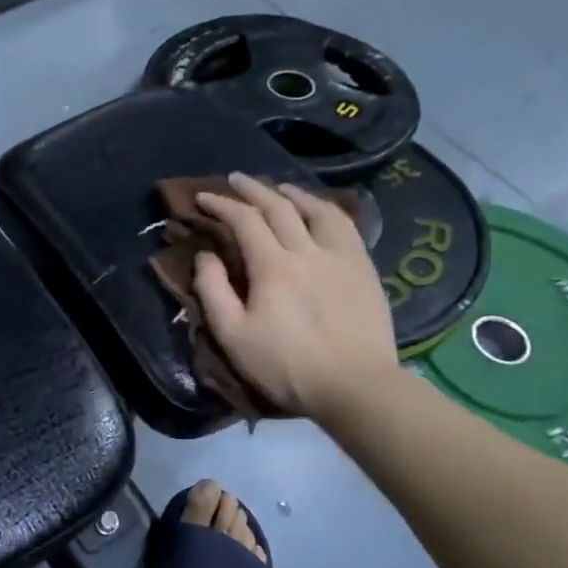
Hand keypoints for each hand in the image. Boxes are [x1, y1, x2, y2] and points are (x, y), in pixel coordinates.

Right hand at [193, 172, 399, 424]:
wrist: (356, 387)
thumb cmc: (286, 366)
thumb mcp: (233, 335)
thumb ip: (213, 290)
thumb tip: (206, 255)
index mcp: (272, 266)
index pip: (244, 220)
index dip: (221, 205)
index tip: (202, 198)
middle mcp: (308, 250)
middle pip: (279, 207)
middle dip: (253, 189)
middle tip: (235, 179)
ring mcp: (341, 257)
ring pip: (317, 210)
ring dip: (293, 194)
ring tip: (279, 188)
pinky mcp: (364, 270)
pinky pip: (346, 226)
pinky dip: (326, 210)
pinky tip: (321, 212)